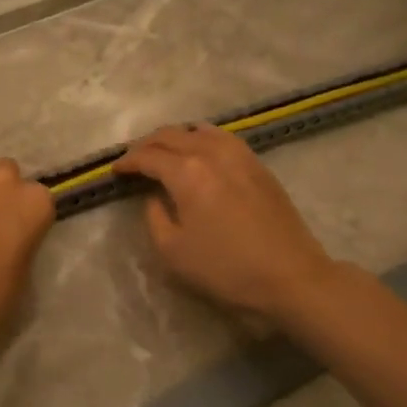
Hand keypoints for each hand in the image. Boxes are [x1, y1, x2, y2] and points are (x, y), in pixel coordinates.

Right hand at [114, 124, 340, 326]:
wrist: (291, 277)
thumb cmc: (226, 268)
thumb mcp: (172, 251)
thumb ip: (154, 217)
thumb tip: (154, 197)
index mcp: (187, 172)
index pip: (148, 156)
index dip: (127, 161)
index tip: (115, 170)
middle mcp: (211, 153)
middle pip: (171, 135)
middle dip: (147, 144)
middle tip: (134, 160)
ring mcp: (239, 154)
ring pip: (198, 130)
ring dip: (175, 137)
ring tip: (164, 152)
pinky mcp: (258, 164)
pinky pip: (222, 137)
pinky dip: (201, 138)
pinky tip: (199, 152)